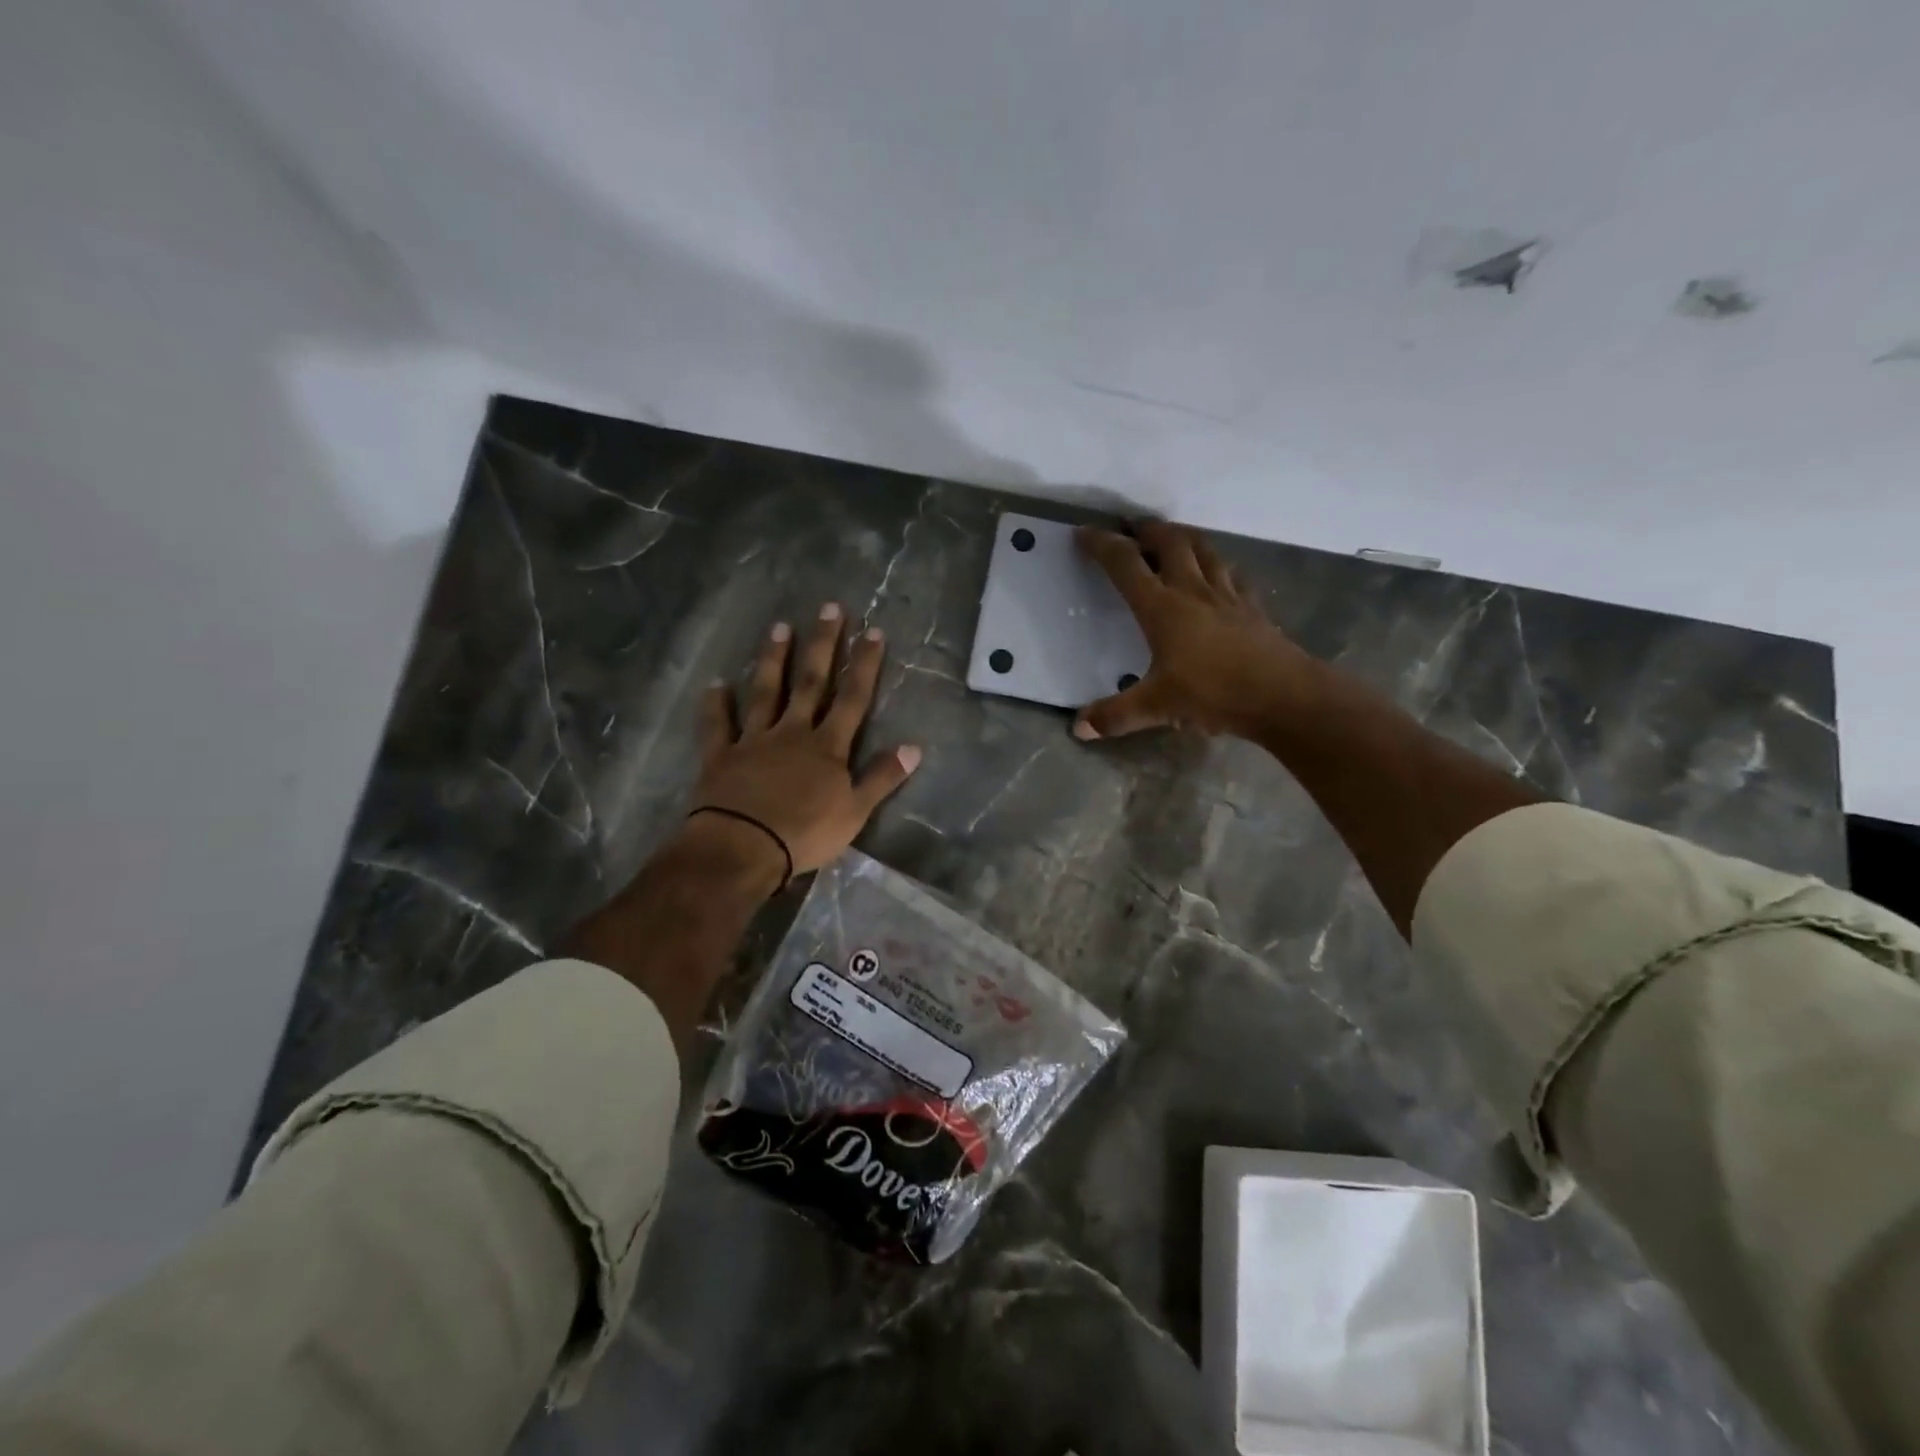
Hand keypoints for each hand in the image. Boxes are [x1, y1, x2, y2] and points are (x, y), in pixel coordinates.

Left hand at [690, 604, 921, 877]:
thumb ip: (882, 777)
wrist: (743, 848)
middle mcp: (792, 732)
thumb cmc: (805, 834)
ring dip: (773, 660)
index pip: (852, 698)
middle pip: (810, 682)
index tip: (873, 632)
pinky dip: (716, 705)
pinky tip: (715, 684)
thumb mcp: (855, 811)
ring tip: (780, 627)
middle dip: (822, 645)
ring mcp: (754, 740)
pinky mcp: (721, 756)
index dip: (864, 665)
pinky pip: (718, 725)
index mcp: (827, 746)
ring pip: (765, 692)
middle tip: (828, 608)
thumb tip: (915, 747)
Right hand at [1074, 521, 1315, 740]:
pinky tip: (1218, 576)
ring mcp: (1227, 595)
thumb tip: (1079, 728)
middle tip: (1134, 529)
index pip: (1125, 564)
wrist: (1281, 694)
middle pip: (1170, 542)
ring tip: (1173, 539)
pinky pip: (1232, 575)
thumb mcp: (1157, 707)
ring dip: (1185, 538)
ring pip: (1204, 550)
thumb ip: (1115, 715)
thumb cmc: (1213, 693)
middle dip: (1148, 530)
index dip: (1101, 545)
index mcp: (1162, 607)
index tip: (1084, 533)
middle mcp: (1192, 590)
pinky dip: (1218, 568)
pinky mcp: (1252, 607)